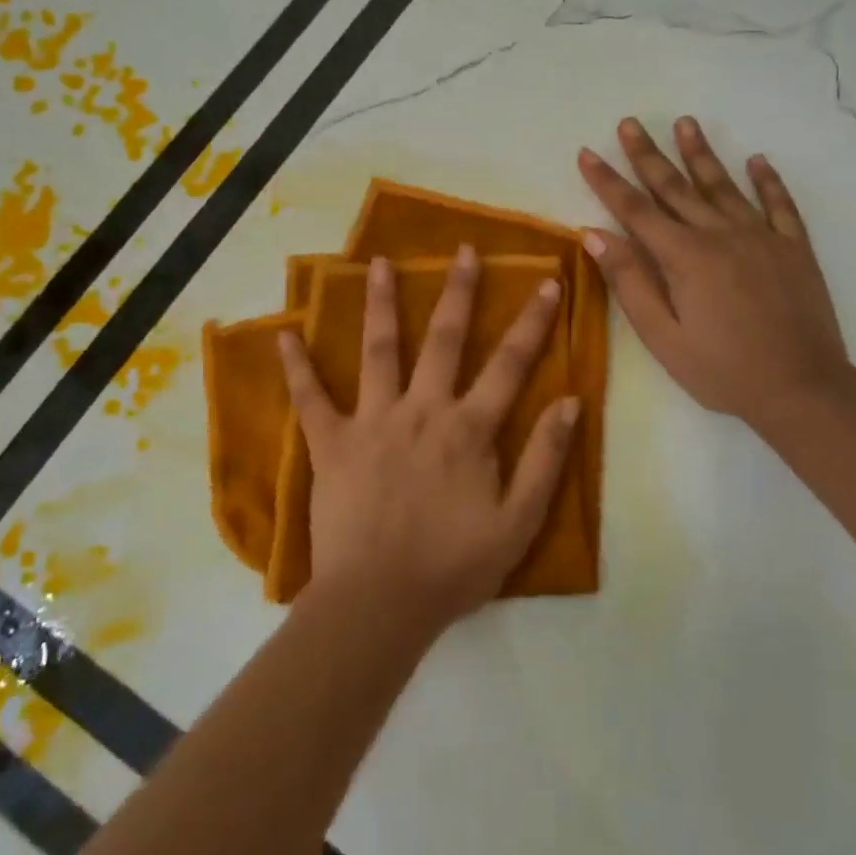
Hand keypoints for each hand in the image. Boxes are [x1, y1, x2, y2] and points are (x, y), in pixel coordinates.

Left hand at [277, 248, 580, 630]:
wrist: (380, 604)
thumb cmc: (453, 566)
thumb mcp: (519, 522)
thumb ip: (545, 459)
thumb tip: (571, 401)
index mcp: (468, 429)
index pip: (510, 364)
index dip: (533, 321)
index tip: (548, 281)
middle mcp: (422, 410)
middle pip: (444, 339)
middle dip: (458, 291)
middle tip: (463, 250)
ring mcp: (373, 421)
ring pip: (379, 350)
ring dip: (381, 304)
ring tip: (378, 263)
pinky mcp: (331, 443)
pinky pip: (310, 399)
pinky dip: (297, 367)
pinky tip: (284, 334)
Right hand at [578, 117, 853, 435]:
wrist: (802, 388)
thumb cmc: (723, 370)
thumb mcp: (663, 337)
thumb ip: (631, 282)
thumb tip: (596, 234)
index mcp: (684, 256)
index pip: (635, 210)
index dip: (608, 181)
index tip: (587, 153)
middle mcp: (721, 234)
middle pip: (677, 187)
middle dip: (648, 155)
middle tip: (630, 123)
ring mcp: (762, 237)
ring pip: (724, 186)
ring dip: (702, 154)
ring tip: (685, 123)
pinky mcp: (795, 248)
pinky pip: (780, 205)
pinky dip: (768, 181)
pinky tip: (758, 161)